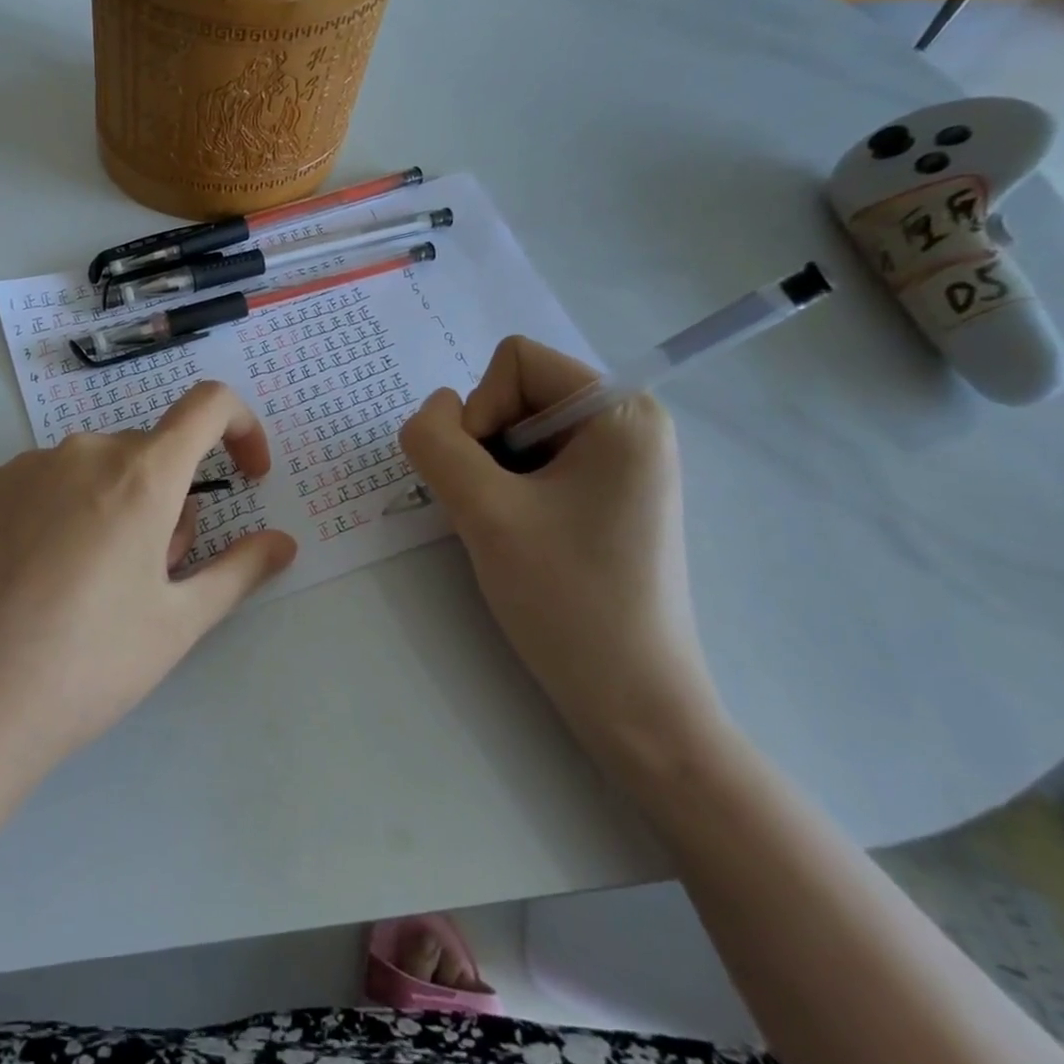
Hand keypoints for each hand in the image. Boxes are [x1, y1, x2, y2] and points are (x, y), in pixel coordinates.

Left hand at [0, 382, 297, 792]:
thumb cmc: (84, 667)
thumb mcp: (176, 624)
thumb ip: (239, 571)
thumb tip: (283, 543)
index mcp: (140, 475)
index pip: (209, 405)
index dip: (242, 429)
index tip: (247, 478)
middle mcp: (81, 452)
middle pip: (150, 453)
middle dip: (171, 499)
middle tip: (153, 577)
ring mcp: (22, 467)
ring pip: (96, 469)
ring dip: (116, 506)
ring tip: (89, 587)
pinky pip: (44, 483)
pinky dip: (64, 512)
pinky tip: (36, 580)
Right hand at [398, 337, 719, 760]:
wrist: (631, 702)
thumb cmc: (567, 600)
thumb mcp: (483, 512)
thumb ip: (437, 442)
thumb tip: (433, 413)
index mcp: (621, 411)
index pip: (514, 360)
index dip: (481, 411)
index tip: (493, 480)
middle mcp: (628, 424)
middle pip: (514, 393)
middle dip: (485, 445)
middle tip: (496, 510)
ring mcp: (619, 462)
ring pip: (515, 431)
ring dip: (490, 474)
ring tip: (508, 529)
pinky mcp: (605, 496)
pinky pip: (532, 463)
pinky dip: (506, 492)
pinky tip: (519, 538)